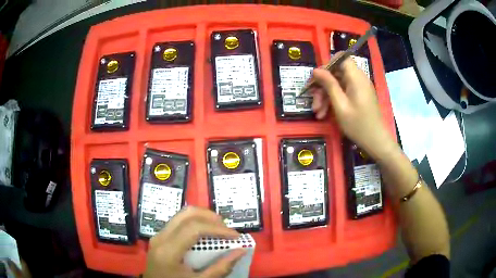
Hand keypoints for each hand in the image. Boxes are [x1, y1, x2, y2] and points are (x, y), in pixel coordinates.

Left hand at [144, 207, 245, 277]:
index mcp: (168, 251)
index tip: (236, 236)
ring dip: (203, 217)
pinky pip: (178, 221)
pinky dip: (195, 222)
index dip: (217, 229)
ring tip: (219, 229)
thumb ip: (221, 268)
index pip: (194, 228)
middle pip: (186, 214)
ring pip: (181, 214)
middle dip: (211, 217)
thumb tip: (241, 250)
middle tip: (227, 229)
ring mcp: (158, 235)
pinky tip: (205, 233)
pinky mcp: (160, 237)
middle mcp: (160, 237)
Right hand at [310, 55, 396, 159]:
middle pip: (337, 72)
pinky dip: (334, 100)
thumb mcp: (340, 105)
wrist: (376, 141)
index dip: (328, 64)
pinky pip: (344, 92)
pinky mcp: (359, 96)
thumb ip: (329, 85)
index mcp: (356, 78)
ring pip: (338, 84)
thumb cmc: (358, 125)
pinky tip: (324, 114)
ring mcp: (359, 88)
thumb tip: (316, 70)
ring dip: (326, 96)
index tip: (317, 79)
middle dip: (323, 86)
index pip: (341, 58)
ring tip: (317, 112)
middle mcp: (359, 79)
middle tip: (313, 101)